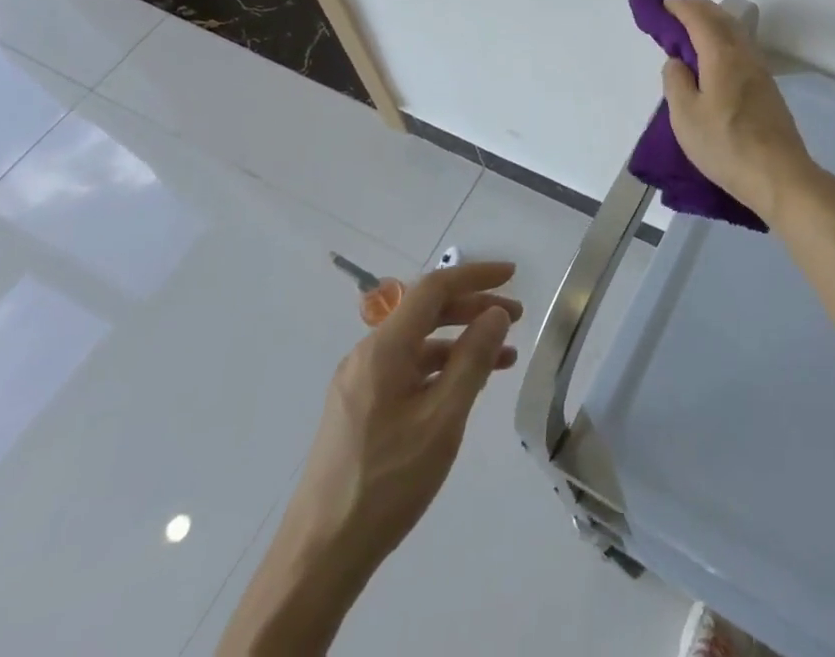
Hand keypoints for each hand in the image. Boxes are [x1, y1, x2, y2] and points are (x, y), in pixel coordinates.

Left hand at [287, 261, 522, 566]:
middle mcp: (367, 354)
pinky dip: (440, 369)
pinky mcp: (358, 409)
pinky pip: (406, 369)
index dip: (475, 275)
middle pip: (426, 312)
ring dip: (460, 342)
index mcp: (384, 348)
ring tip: (503, 359)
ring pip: (418, 343)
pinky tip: (463, 389)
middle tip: (516, 319)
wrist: (318, 558)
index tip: (512, 275)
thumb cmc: (387, 483)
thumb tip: (495, 314)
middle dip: (473, 308)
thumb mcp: (442, 420)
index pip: (434, 288)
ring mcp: (359, 382)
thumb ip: (472, 360)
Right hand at [661, 0, 827, 227]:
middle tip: (677, 7)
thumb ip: (676, 81)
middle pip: (722, 19)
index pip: (699, 19)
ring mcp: (760, 71)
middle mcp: (744, 55)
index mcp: (722, 56)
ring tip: (695, 26)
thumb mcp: (685, 116)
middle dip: (699, 8)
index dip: (680, 8)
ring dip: (714, 21)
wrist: (778, 175)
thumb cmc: (725, 145)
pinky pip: (742, 47)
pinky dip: (725, 38)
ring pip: (735, 32)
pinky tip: (717, 53)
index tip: (663, 3)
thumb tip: (677, 61)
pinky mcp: (767, 88)